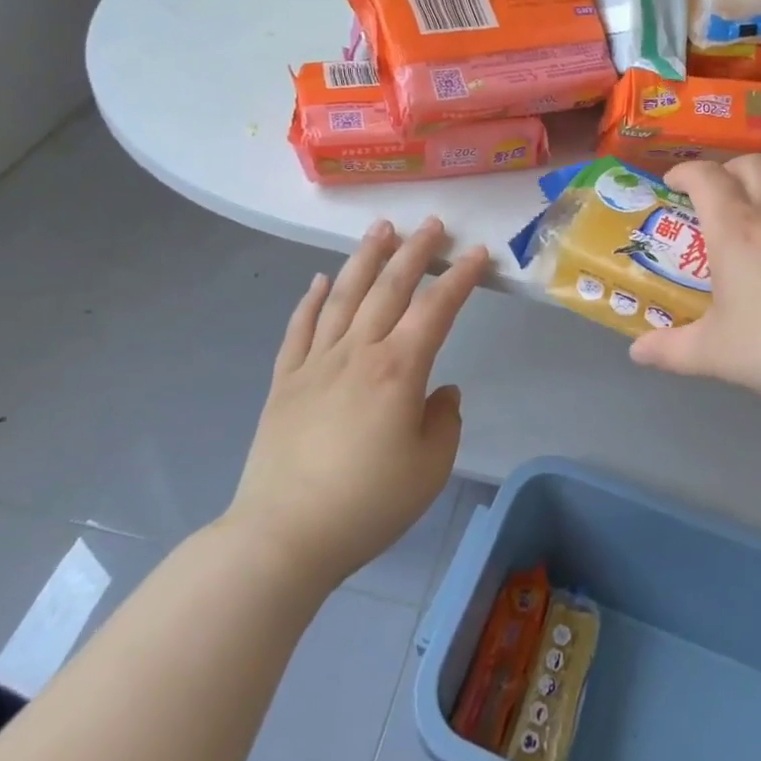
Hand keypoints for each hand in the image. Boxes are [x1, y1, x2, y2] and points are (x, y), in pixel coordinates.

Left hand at [224, 217, 486, 585]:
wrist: (283, 536)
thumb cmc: (367, 504)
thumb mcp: (430, 469)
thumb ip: (444, 421)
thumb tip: (440, 391)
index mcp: (399, 370)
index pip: (436, 309)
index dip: (460, 278)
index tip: (476, 253)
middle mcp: (358, 353)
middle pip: (389, 289)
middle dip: (414, 251)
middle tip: (432, 224)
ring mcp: (316, 363)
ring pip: (343, 296)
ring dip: (365, 259)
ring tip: (381, 229)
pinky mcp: (285, 382)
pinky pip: (299, 329)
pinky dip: (309, 300)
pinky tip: (318, 280)